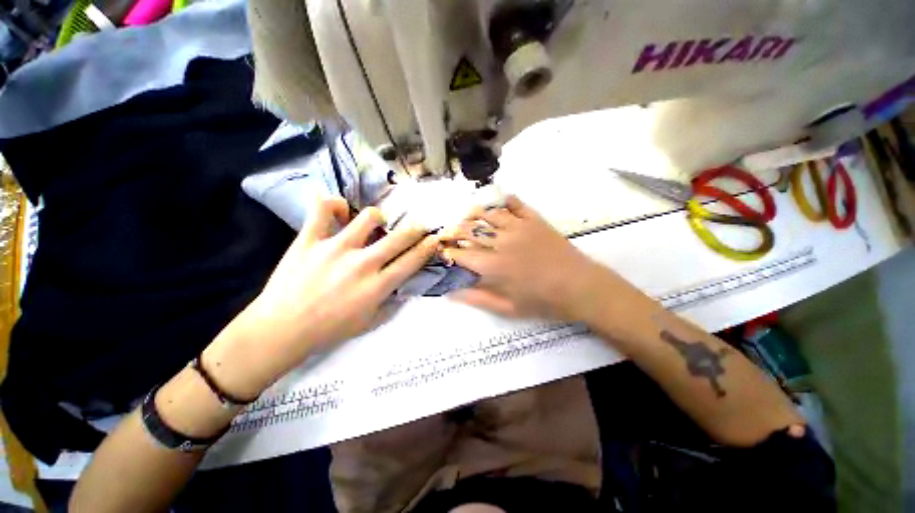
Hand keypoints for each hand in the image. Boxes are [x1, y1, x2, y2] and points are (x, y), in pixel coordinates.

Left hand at [206, 197, 439, 397]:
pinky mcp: (310, 240)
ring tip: (375, 222)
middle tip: (418, 225)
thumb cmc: (329, 330)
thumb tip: (403, 285)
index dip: (428, 247)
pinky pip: (323, 210)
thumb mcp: (370, 322)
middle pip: (399, 237)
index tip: (434, 239)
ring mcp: (336, 248)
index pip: (412, 260)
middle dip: (416, 228)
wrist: (282, 329)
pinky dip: (334, 204)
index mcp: (378, 286)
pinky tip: (340, 210)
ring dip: (378, 217)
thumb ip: (391, 302)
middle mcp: (363, 263)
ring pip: (368, 217)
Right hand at [441, 196, 626, 321]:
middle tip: (450, 233)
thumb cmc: (543, 302)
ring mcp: (519, 227)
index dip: (448, 252)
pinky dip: (503, 201)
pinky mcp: (534, 220)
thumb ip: (477, 299)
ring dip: (474, 214)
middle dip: (454, 230)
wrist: (580, 287)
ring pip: (488, 213)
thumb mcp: (508, 308)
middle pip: (470, 228)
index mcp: (494, 266)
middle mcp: (502, 242)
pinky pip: (515, 203)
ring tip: (468, 218)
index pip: (461, 254)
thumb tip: (450, 293)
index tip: (443, 251)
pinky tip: (497, 205)